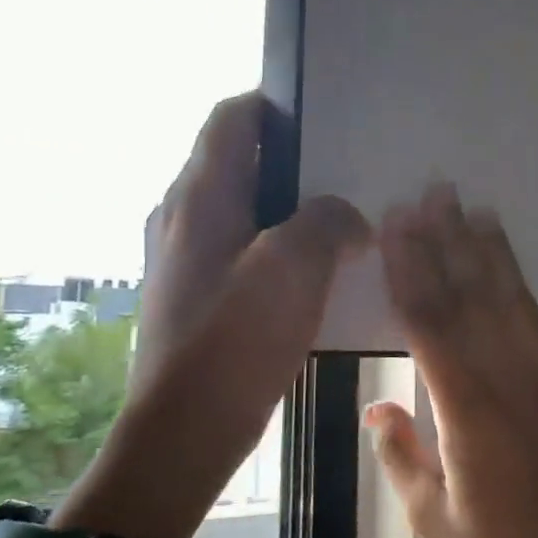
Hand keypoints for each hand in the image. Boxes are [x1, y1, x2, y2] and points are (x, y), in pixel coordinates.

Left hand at [60, 92, 369, 537]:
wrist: (184, 431)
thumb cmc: (234, 340)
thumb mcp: (293, 267)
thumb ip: (327, 222)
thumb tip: (345, 217)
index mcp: (201, 196)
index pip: (233, 119)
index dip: (277, 105)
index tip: (329, 116)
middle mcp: (187, 216)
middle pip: (243, 162)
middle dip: (297, 161)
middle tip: (353, 170)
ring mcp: (191, 258)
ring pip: (250, 210)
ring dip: (296, 209)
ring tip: (348, 219)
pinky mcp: (203, 295)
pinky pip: (251, 252)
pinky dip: (286, 249)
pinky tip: (324, 272)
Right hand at [367, 184, 537, 537]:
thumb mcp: (432, 521)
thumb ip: (400, 454)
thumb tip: (377, 403)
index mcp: (468, 416)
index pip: (432, 328)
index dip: (412, 271)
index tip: (397, 226)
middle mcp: (509, 384)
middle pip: (471, 300)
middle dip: (447, 243)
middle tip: (429, 193)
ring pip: (508, 301)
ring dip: (485, 250)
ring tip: (466, 206)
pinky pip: (534, 322)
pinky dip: (516, 283)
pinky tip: (503, 260)